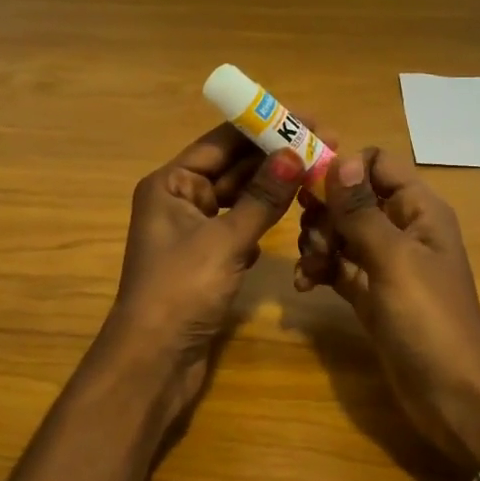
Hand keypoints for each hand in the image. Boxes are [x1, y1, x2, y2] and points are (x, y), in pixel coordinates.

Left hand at [101, 124, 303, 423]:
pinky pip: (240, 227)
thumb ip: (262, 198)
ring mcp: (193, 231)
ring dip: (273, 188)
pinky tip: (291, 214)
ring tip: (316, 173)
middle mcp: (179, 200)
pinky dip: (263, 220)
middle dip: (274, 157)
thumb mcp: (225, 240)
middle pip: (232, 168)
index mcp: (170, 184)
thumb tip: (294, 154)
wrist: (154, 361)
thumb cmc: (181, 290)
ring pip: (239, 199)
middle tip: (324, 145)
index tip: (306, 119)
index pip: (221, 142)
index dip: (263, 127)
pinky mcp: (207, 259)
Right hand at [295, 147, 479, 471]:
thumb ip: (361, 210)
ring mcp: (384, 261)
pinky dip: (319, 269)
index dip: (343, 166)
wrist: (450, 395)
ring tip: (310, 269)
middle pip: (351, 197)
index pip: (377, 163)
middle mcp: (401, 227)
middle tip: (313, 241)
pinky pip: (336, 264)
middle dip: (324, 213)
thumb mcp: (393, 259)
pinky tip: (305, 285)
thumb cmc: (428, 319)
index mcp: (419, 209)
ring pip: (339, 230)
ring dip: (316, 243)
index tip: (307, 184)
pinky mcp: (369, 291)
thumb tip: (340, 158)